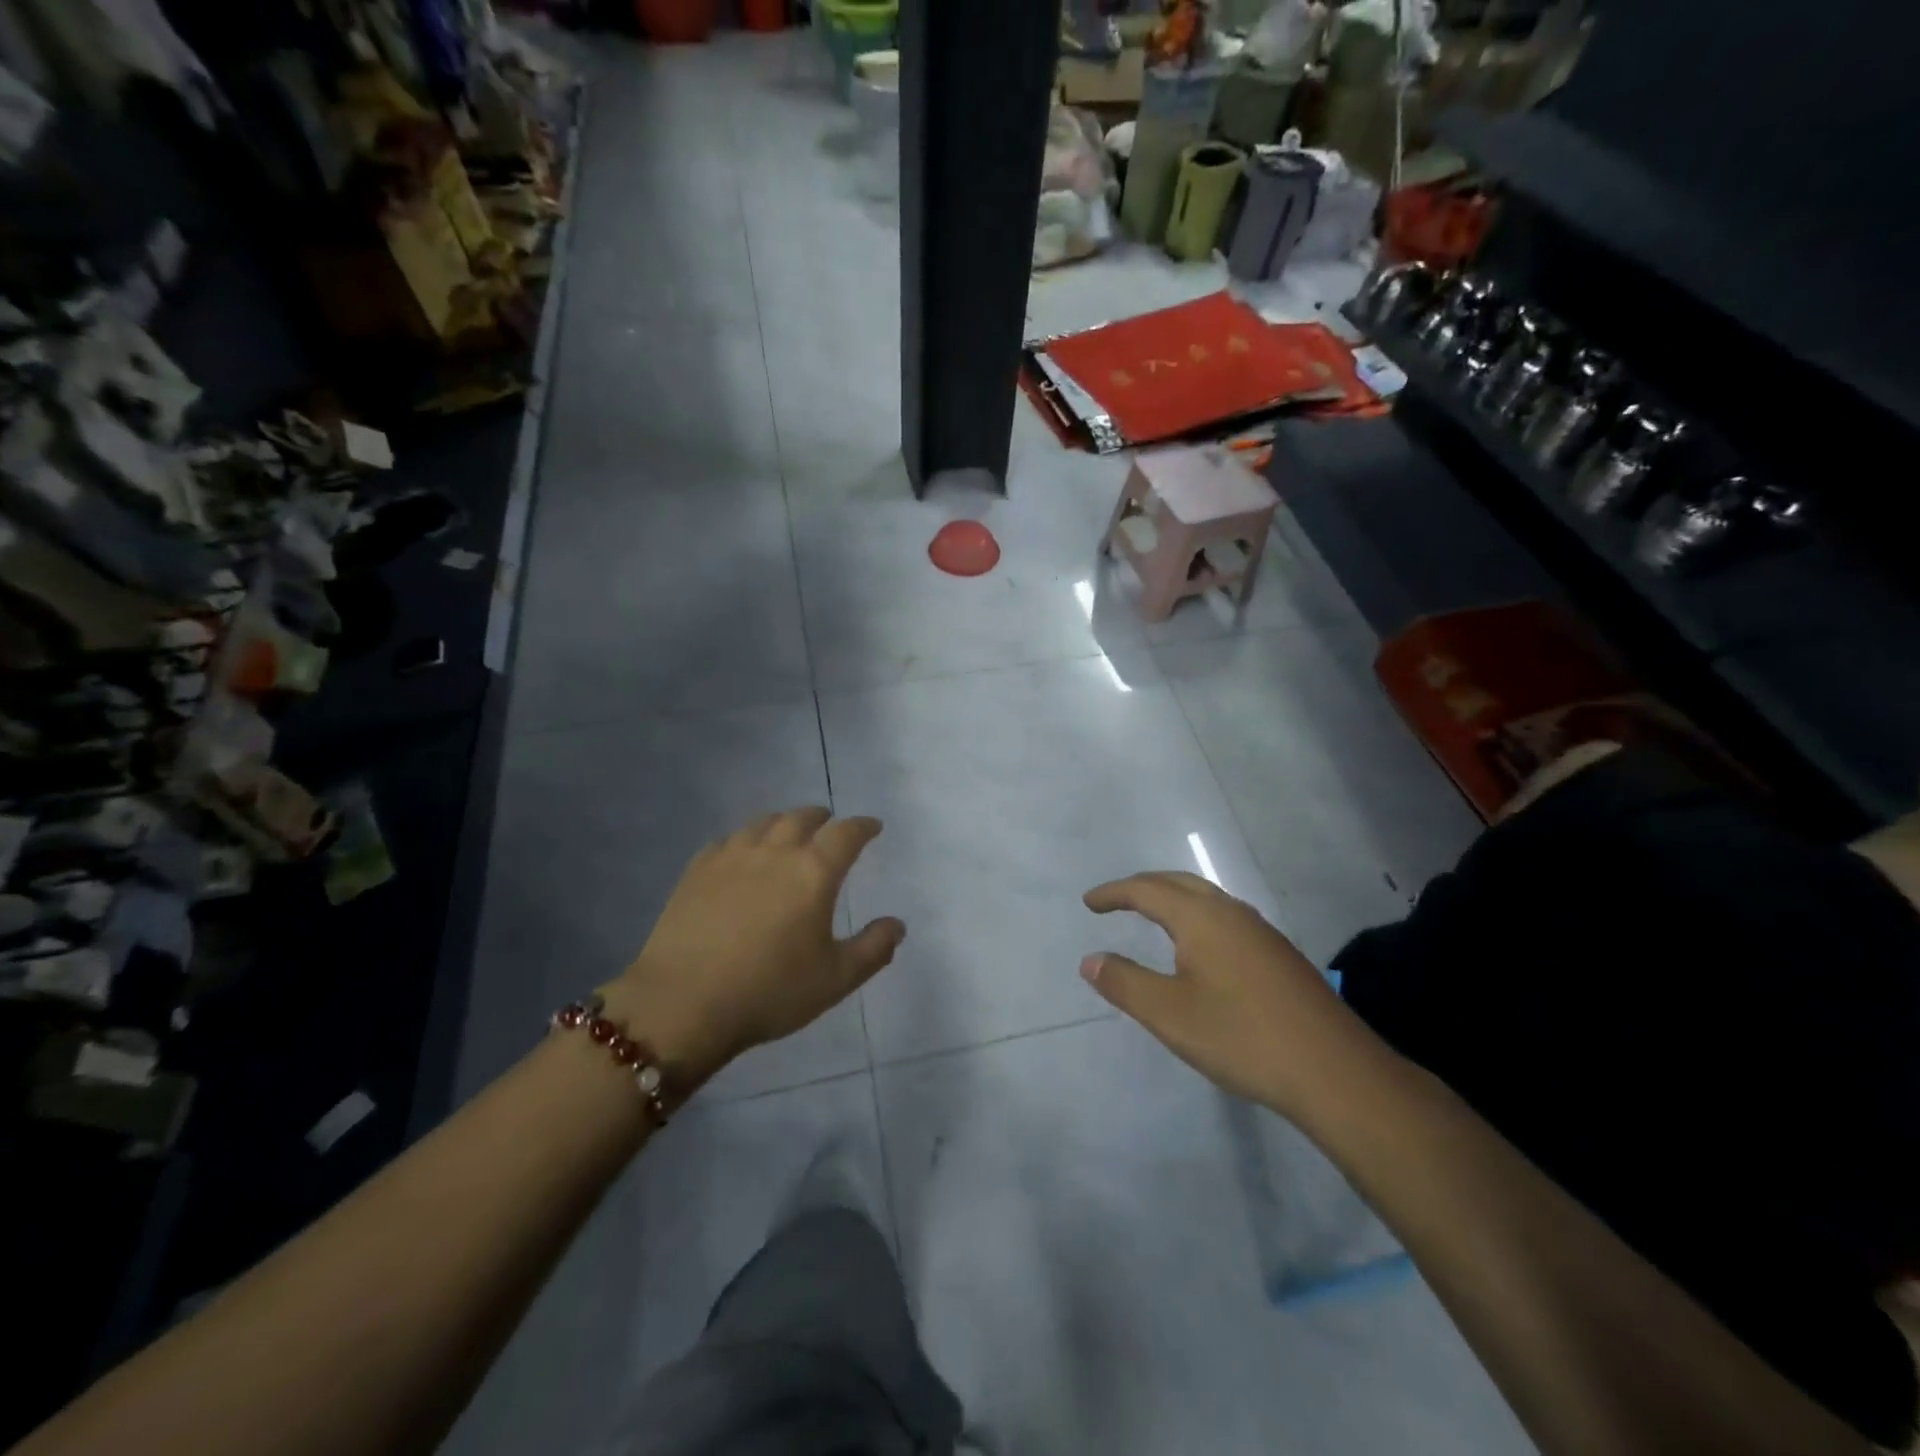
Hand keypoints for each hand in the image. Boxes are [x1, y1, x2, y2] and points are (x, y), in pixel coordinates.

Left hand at [607, 808, 903, 1086]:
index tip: (873, 827)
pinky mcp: (696, 870)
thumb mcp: (836, 979)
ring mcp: (731, 856)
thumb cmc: (770, 991)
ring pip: (763, 822)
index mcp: (813, 871)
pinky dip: (745, 839)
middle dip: (822, 819)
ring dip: (784, 822)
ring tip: (789, 833)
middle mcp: (775, 851)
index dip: (863, 826)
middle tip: (830, 827)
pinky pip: (728, 840)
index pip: (846, 833)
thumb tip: (897, 924)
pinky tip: (742, 854)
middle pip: (802, 817)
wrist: (683, 1004)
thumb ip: (873, 949)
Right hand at [1081, 871, 1372, 1121]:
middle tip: (1116, 901)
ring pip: (1207, 898)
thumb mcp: (1169, 1014)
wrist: (1334, 1071)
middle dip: (1143, 887)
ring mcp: (1261, 932)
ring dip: (1173, 899)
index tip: (1089, 902)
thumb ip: (1125, 982)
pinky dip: (1197, 916)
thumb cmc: (1241, 1037)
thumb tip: (1091, 959)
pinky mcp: (1279, 955)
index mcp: (1201, 917)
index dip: (1114, 893)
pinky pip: (1225, 917)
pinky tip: (1200, 949)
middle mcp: (1231, 912)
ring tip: (1152, 916)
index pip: (1146, 890)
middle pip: (1179, 883)